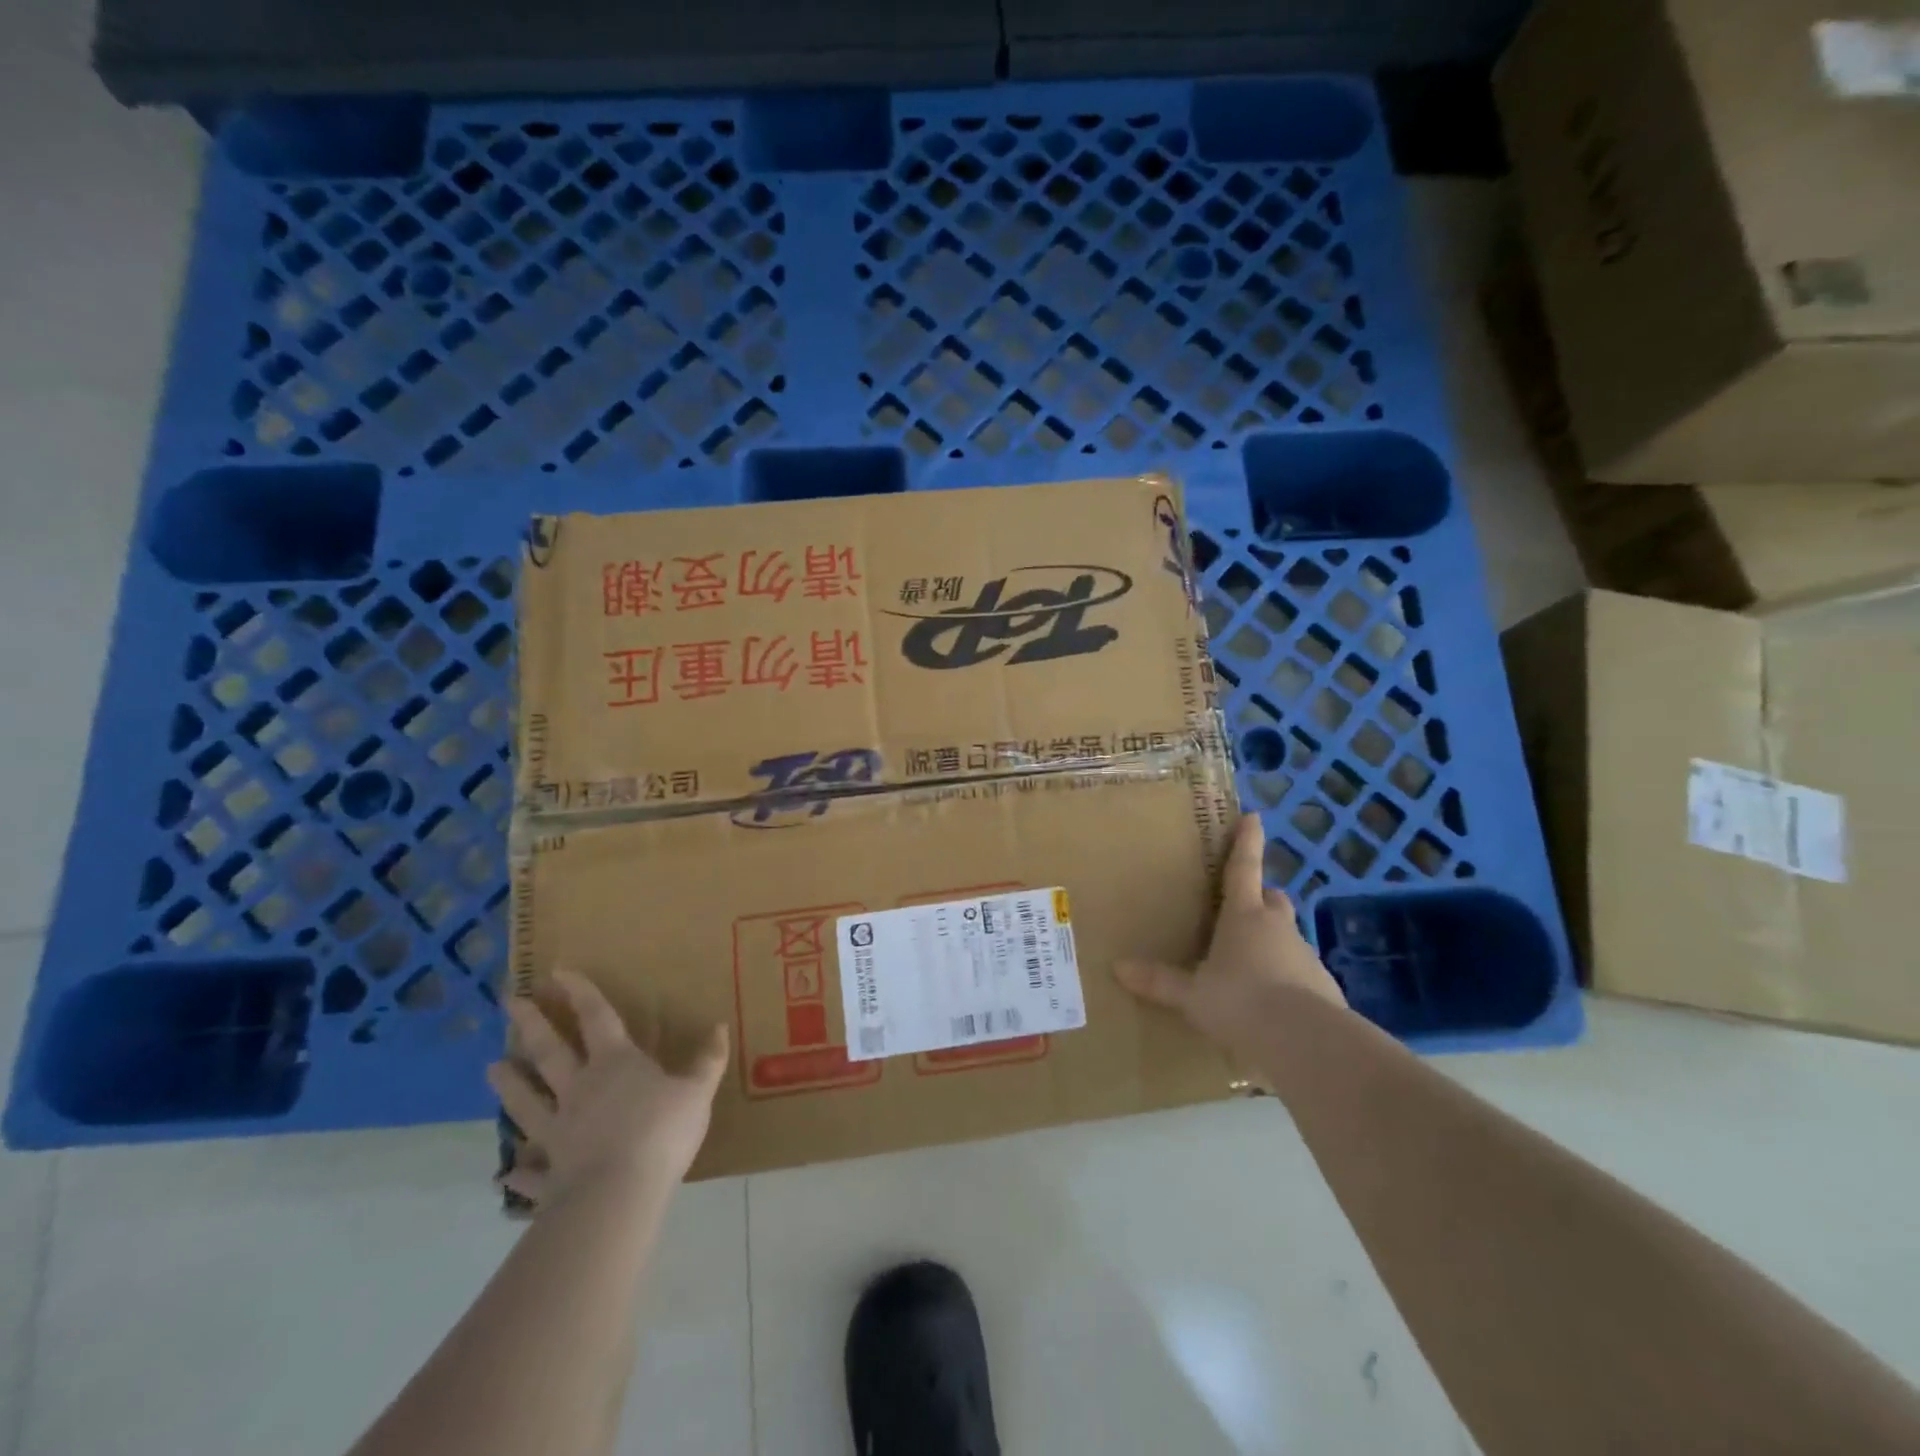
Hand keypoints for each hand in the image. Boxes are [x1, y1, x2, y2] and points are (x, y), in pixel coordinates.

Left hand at [489, 969, 728, 1206]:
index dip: (580, 992)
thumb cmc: (661, 1131)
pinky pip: (531, 1170)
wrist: (618, 1194)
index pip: (596, 1017)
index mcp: (615, 1063)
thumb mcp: (697, 1091)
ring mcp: (559, 1131)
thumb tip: (720, 1027)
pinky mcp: (551, 1172)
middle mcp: (579, 1089)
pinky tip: (506, 1173)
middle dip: (531, 1025)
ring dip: (510, 1085)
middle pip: (550, 1052)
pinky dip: (519, 1171)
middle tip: (510, 1002)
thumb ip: (708, 1061)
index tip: (558, 970)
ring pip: (528, 1101)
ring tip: (492, 1068)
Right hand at [1116, 813, 1345, 1056]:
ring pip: (1288, 937)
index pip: (1243, 869)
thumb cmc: (1240, 1002)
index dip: (1247, 842)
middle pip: (1272, 900)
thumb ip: (1159, 981)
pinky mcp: (1325, 988)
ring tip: (1251, 966)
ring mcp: (1306, 957)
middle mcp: (1278, 928)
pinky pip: (1302, 973)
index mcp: (1244, 917)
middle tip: (1243, 908)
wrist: (1305, 1042)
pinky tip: (1274, 1004)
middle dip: (1260, 899)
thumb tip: (1117, 968)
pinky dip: (1288, 979)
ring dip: (1273, 942)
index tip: (1253, 817)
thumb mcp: (1192, 995)